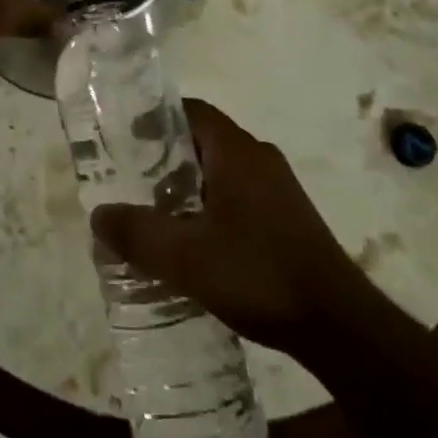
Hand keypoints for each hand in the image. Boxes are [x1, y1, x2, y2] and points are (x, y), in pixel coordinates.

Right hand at [92, 100, 374, 353]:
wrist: (340, 326)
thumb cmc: (259, 275)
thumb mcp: (186, 258)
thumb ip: (137, 233)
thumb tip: (97, 214)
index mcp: (236, 150)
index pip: (190, 111)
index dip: (155, 118)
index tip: (124, 139)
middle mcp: (259, 157)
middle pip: (203, 139)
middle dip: (166, 155)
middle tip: (131, 179)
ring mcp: (278, 187)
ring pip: (222, 169)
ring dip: (189, 183)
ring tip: (156, 212)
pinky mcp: (289, 216)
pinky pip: (240, 192)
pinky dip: (212, 203)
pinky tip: (196, 241)